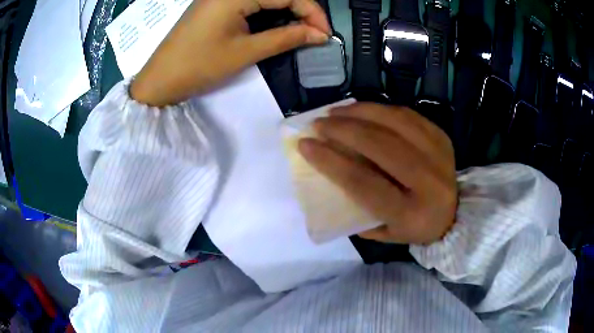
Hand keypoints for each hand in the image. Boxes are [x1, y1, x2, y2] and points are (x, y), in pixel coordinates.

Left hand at [131, 0, 330, 105]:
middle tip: (315, 33)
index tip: (326, 34)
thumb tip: (320, 35)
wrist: (160, 79)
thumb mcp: (246, 52)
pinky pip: (251, 1)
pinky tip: (277, 24)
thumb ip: (286, 38)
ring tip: (300, 31)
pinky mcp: (216, 3)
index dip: (312, 12)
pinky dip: (268, 11)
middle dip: (302, 10)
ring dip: (286, 10)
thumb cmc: (199, 65)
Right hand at [298, 103, 457, 244]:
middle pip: (380, 145)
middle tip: (319, 123)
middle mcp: (428, 181)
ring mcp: (439, 154)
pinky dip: (380, 108)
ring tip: (336, 111)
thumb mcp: (383, 231)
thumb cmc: (414, 228)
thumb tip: (329, 173)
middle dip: (343, 129)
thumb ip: (356, 209)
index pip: (363, 182)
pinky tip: (362, 109)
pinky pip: (407, 115)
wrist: (455, 215)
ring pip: (395, 122)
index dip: (330, 161)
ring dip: (360, 112)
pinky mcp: (442, 137)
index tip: (306, 145)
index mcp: (410, 213)